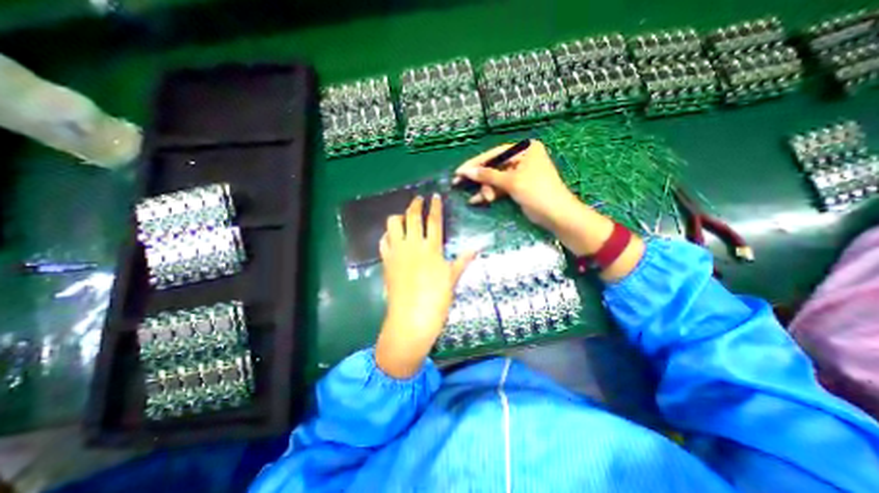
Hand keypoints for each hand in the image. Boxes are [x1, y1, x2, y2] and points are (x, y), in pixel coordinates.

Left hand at [374, 194, 478, 378]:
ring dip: (399, 217)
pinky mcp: (386, 261)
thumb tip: (477, 248)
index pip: (434, 220)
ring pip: (393, 224)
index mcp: (431, 248)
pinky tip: (392, 237)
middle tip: (418, 199)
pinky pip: (383, 241)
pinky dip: (387, 235)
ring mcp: (397, 252)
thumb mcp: (452, 279)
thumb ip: (462, 260)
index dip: (435, 206)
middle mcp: (413, 245)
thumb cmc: (436, 299)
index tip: (434, 196)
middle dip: (415, 204)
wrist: (411, 318)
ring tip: (404, 218)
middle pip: (412, 216)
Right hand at [453, 141, 642, 283]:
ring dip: (484, 189)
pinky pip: (499, 187)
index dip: (476, 163)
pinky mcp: (517, 187)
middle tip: (458, 183)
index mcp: (524, 149)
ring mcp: (519, 173)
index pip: (495, 154)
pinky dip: (490, 194)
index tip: (460, 171)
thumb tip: (466, 171)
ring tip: (476, 199)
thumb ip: (488, 175)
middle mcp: (522, 158)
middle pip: (493, 166)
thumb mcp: (511, 182)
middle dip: (479, 178)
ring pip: (495, 179)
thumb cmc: (537, 192)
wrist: (556, 215)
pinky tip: (478, 200)